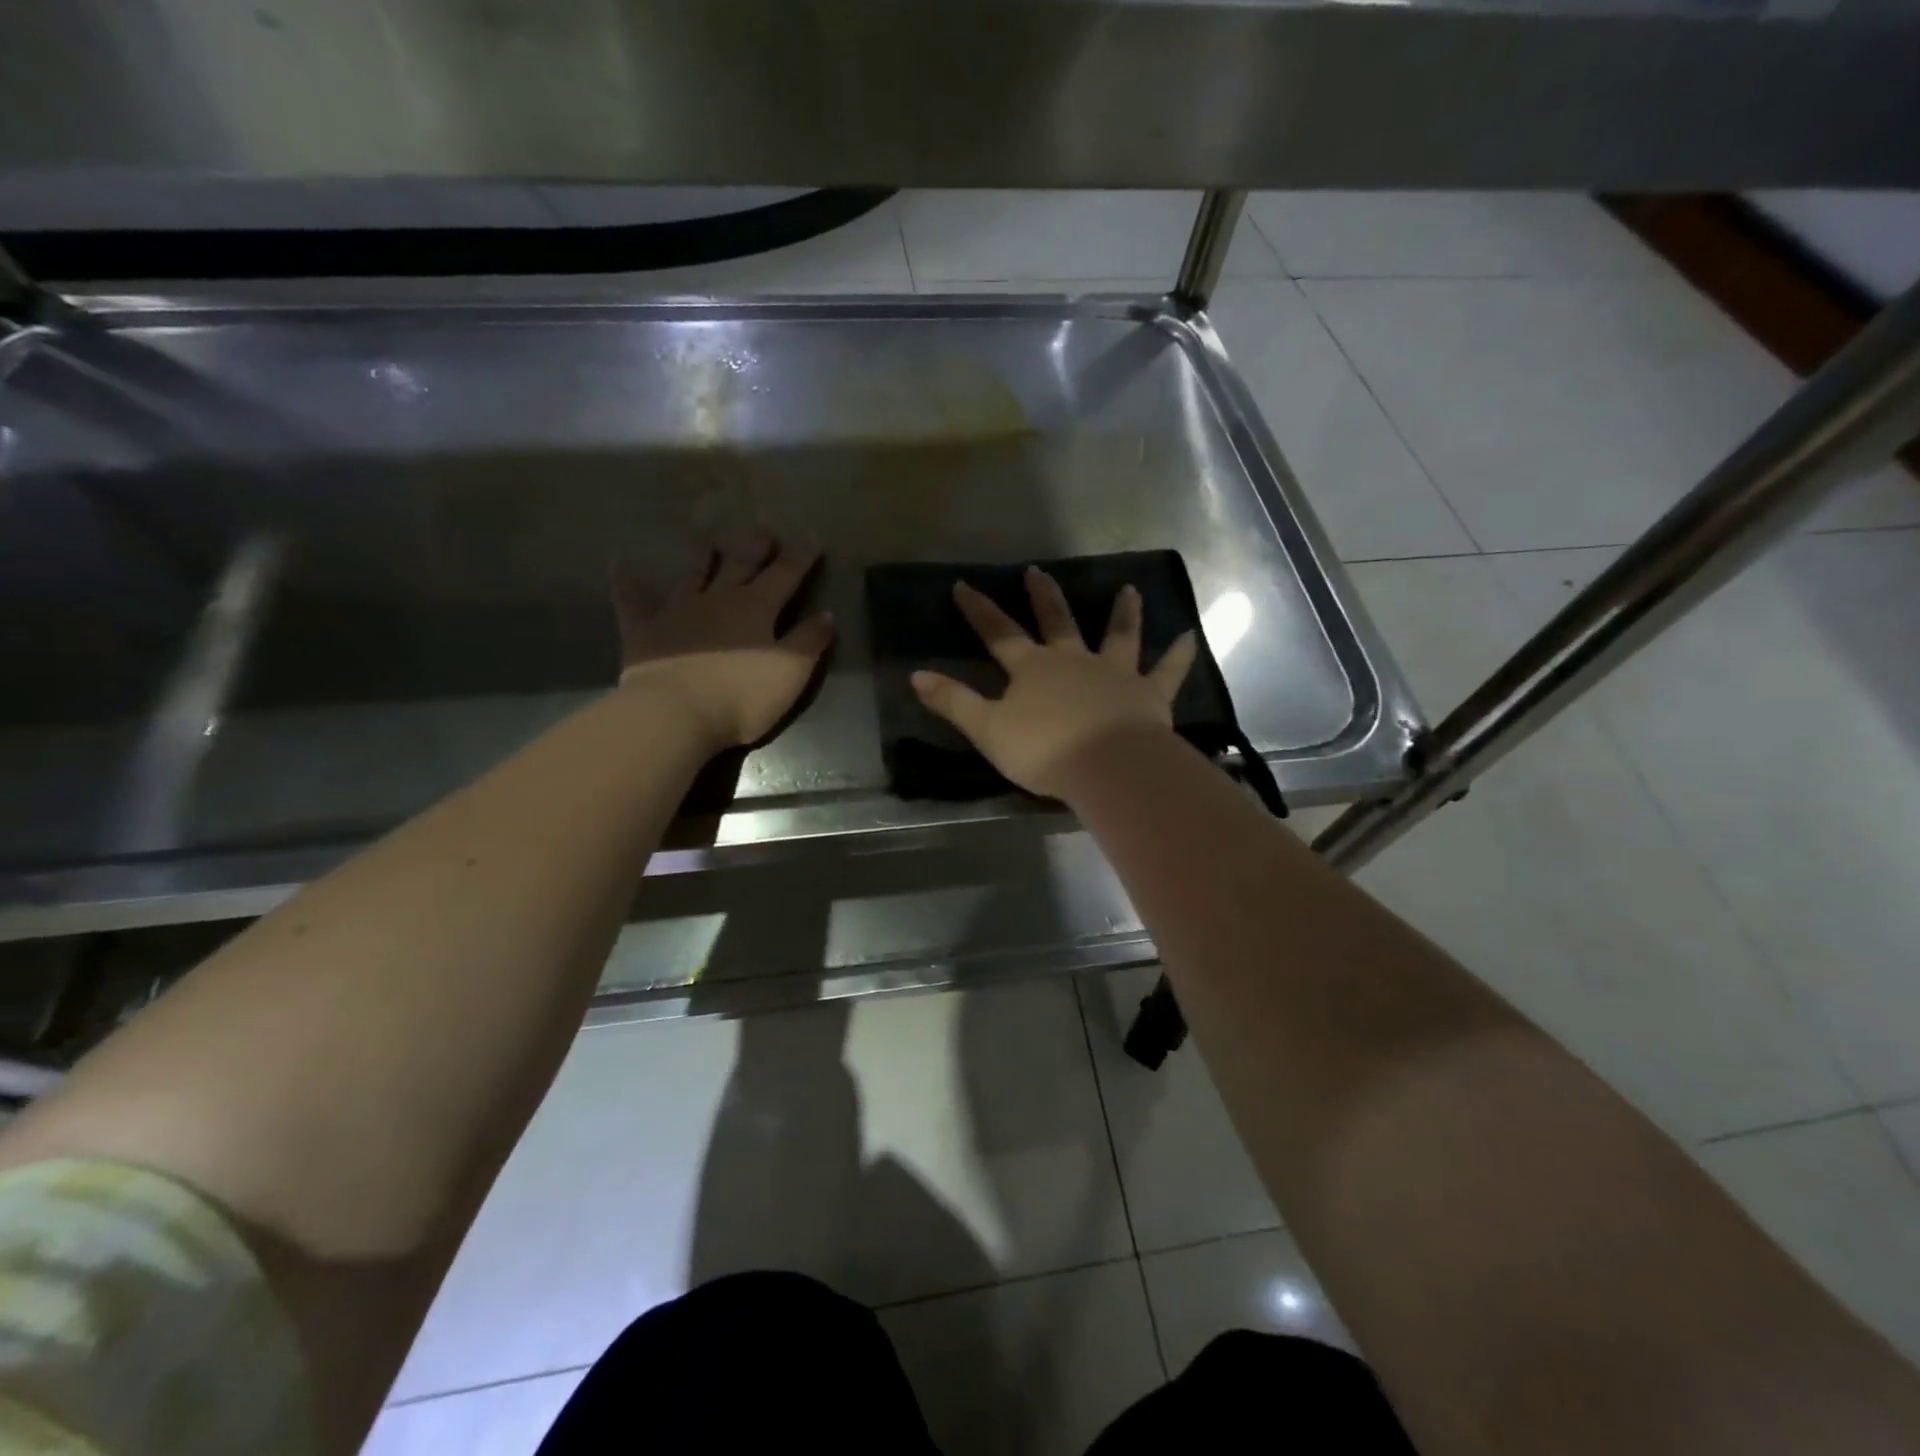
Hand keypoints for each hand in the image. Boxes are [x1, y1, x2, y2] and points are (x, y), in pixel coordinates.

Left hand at [613, 533, 833, 750]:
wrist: (676, 713)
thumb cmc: (742, 696)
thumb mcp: (791, 672)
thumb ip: (809, 641)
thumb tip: (826, 614)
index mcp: (756, 608)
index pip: (785, 575)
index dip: (801, 557)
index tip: (812, 537)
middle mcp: (718, 600)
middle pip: (740, 566)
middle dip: (755, 548)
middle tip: (763, 530)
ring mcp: (677, 612)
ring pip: (693, 576)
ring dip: (702, 558)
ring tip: (708, 540)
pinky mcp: (644, 631)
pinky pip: (633, 601)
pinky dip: (627, 583)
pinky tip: (619, 565)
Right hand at [911, 566, 1197, 798]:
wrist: (1107, 767)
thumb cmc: (1044, 750)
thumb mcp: (988, 730)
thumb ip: (954, 702)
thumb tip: (916, 675)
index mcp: (1033, 669)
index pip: (999, 633)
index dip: (979, 610)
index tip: (963, 585)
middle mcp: (1074, 660)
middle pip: (1058, 622)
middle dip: (1044, 597)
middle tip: (1037, 571)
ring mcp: (1115, 673)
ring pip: (1119, 636)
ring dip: (1123, 612)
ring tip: (1129, 589)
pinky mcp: (1149, 694)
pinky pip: (1168, 671)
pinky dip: (1179, 654)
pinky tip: (1191, 636)